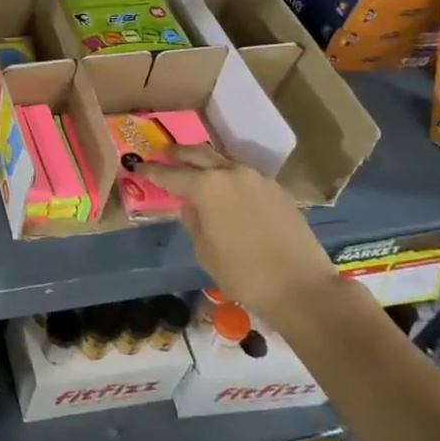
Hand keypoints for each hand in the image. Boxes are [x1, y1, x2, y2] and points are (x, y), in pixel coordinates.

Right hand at [144, 144, 339, 323]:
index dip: (151, 171)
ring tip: (194, 167)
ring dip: (205, 161)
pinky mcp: (277, 189)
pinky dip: (228, 175)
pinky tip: (226, 187)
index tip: (138, 167)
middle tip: (163, 154)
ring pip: (223, 160)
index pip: (170, 174)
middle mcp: (230, 173)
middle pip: (198, 154)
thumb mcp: (205, 251)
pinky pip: (244, 174)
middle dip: (177, 154)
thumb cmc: (244, 274)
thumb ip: (193, 221)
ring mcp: (257, 178)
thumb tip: (191, 206)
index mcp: (206, 187)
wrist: (301, 286)